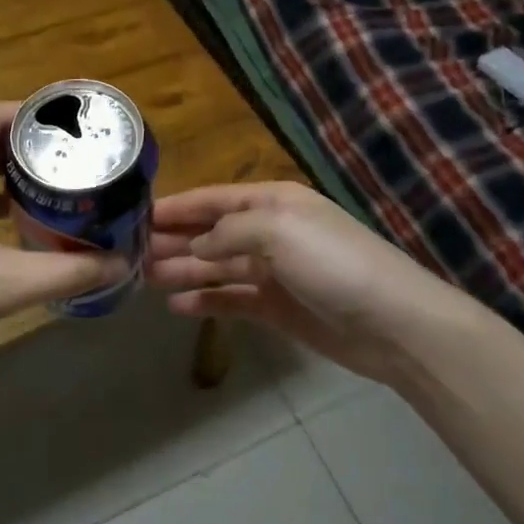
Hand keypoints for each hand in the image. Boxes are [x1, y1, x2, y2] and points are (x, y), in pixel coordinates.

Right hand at [149, 181, 468, 387]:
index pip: (213, 199)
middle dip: (173, 239)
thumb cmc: (333, 262)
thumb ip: (228, 232)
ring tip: (144, 278)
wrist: (393, 323)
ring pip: (216, 266)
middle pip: (211, 232)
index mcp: (272, 202)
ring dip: (183, 269)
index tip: (136, 215)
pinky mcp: (278, 308)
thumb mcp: (278, 230)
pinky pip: (232, 299)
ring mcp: (274, 272)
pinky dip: (206, 300)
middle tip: (130, 252)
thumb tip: (196, 245)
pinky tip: (177, 306)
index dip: (176, 206)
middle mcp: (269, 232)